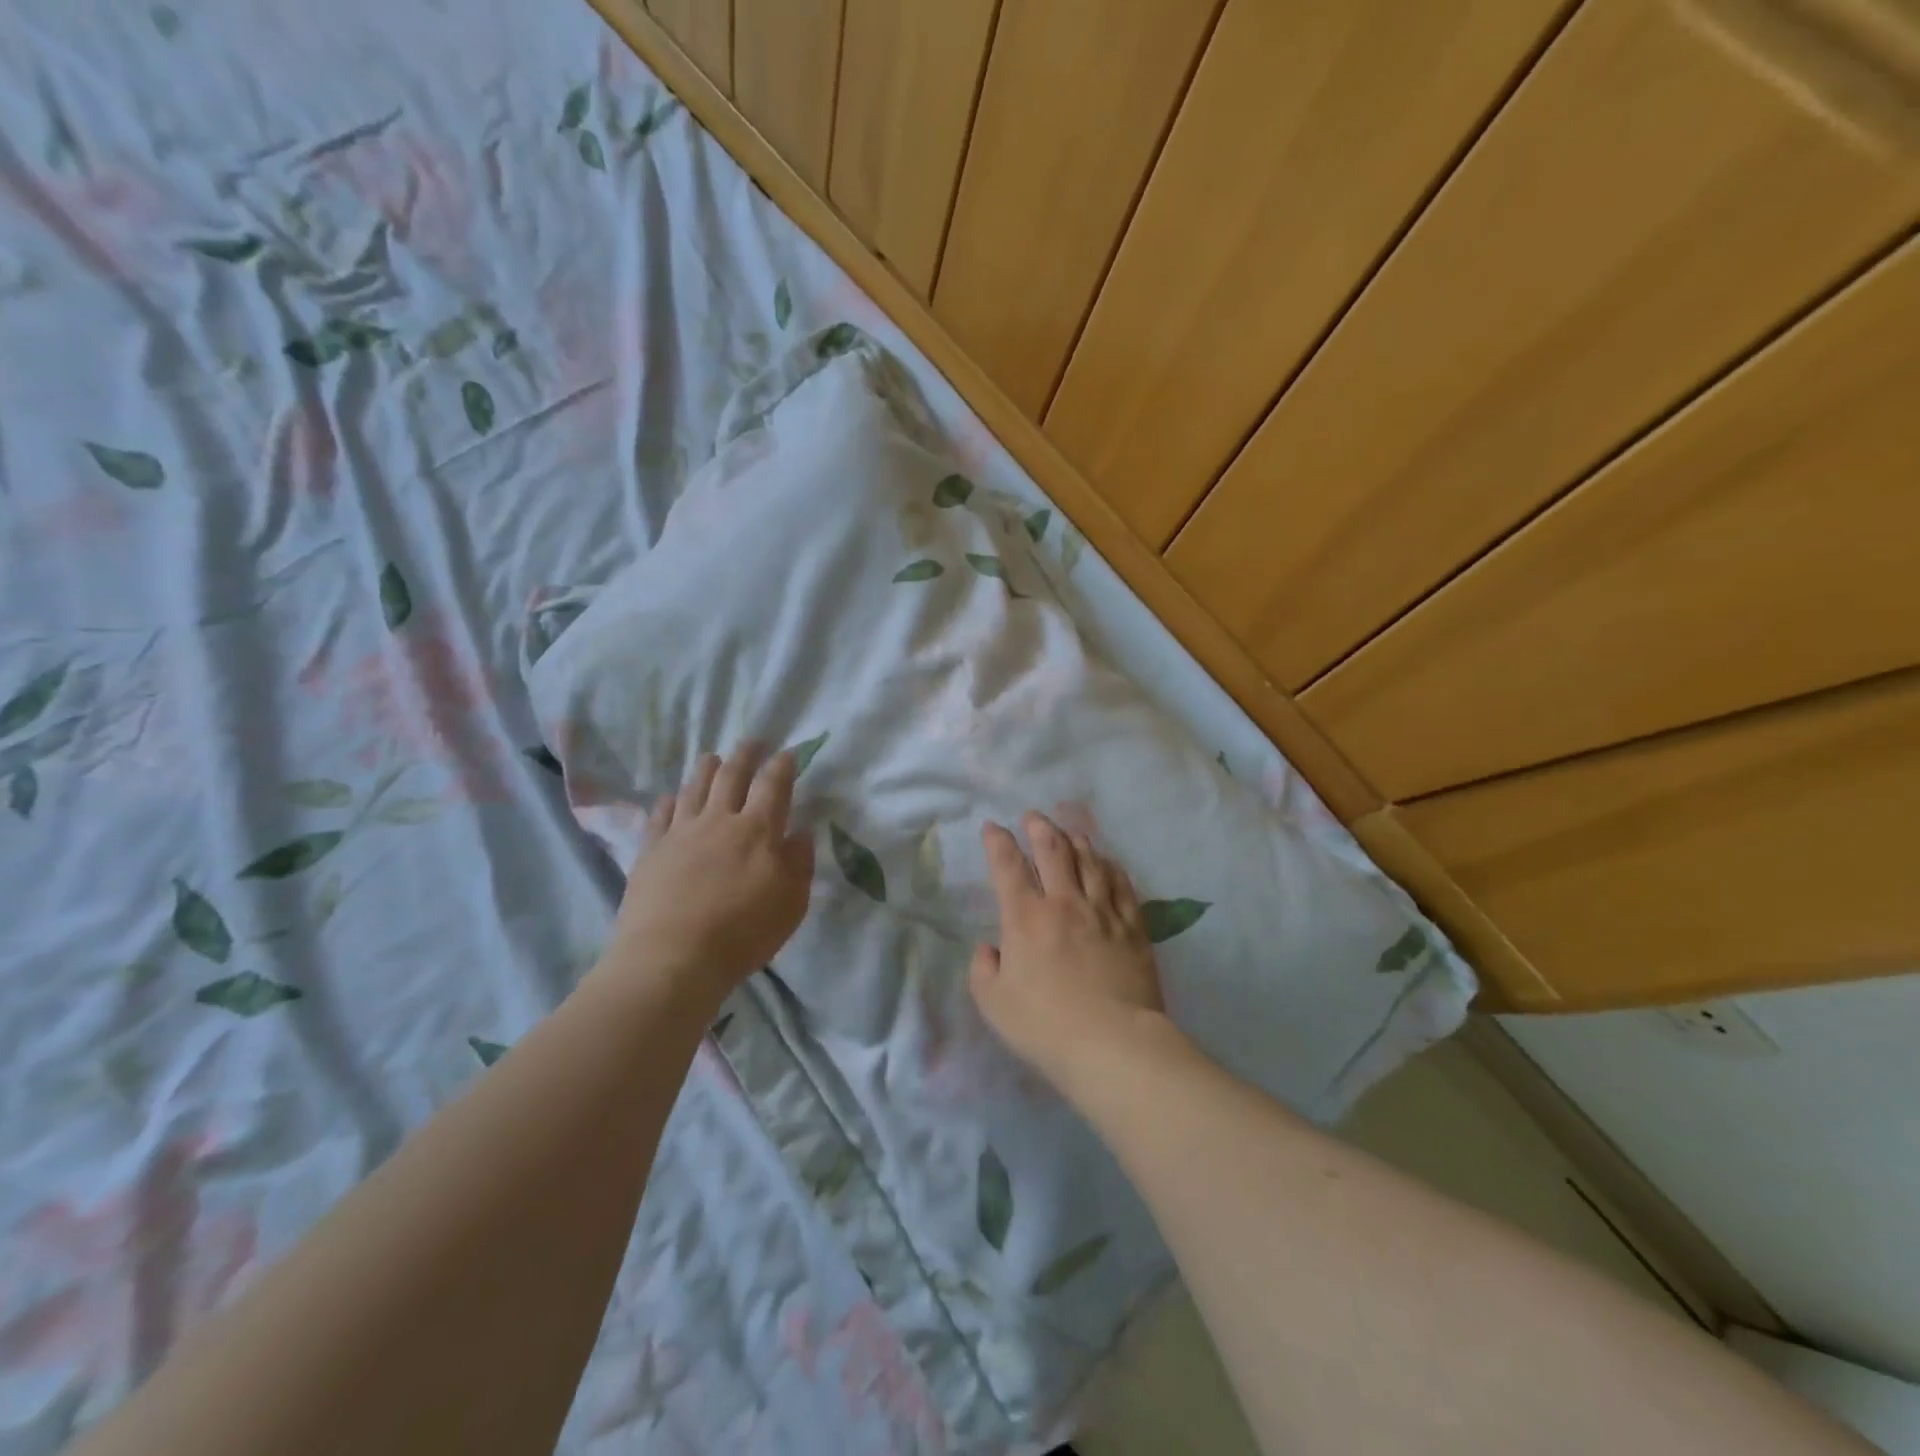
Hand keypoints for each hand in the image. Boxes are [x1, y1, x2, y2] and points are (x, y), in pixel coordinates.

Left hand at [601, 742, 814, 1007]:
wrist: (672, 958)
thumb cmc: (742, 933)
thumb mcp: (791, 903)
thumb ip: (799, 863)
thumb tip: (800, 832)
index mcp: (759, 830)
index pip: (773, 785)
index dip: (782, 765)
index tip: (787, 753)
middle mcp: (720, 820)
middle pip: (732, 776)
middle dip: (745, 755)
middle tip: (753, 742)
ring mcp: (681, 833)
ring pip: (695, 787)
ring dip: (706, 768)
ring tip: (713, 757)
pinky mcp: (650, 851)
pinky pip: (661, 815)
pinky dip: (670, 801)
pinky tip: (672, 797)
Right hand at [969, 812, 1172, 1095]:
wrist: (1112, 1044)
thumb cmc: (1045, 1026)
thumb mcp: (993, 1004)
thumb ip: (984, 970)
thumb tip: (990, 948)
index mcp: (1025, 918)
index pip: (1007, 866)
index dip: (997, 842)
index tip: (992, 827)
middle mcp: (1064, 903)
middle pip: (1053, 851)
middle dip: (1039, 828)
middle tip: (1033, 817)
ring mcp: (1102, 911)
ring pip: (1090, 861)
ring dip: (1076, 840)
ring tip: (1069, 831)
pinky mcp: (1132, 927)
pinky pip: (1122, 885)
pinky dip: (1111, 867)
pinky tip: (1107, 861)